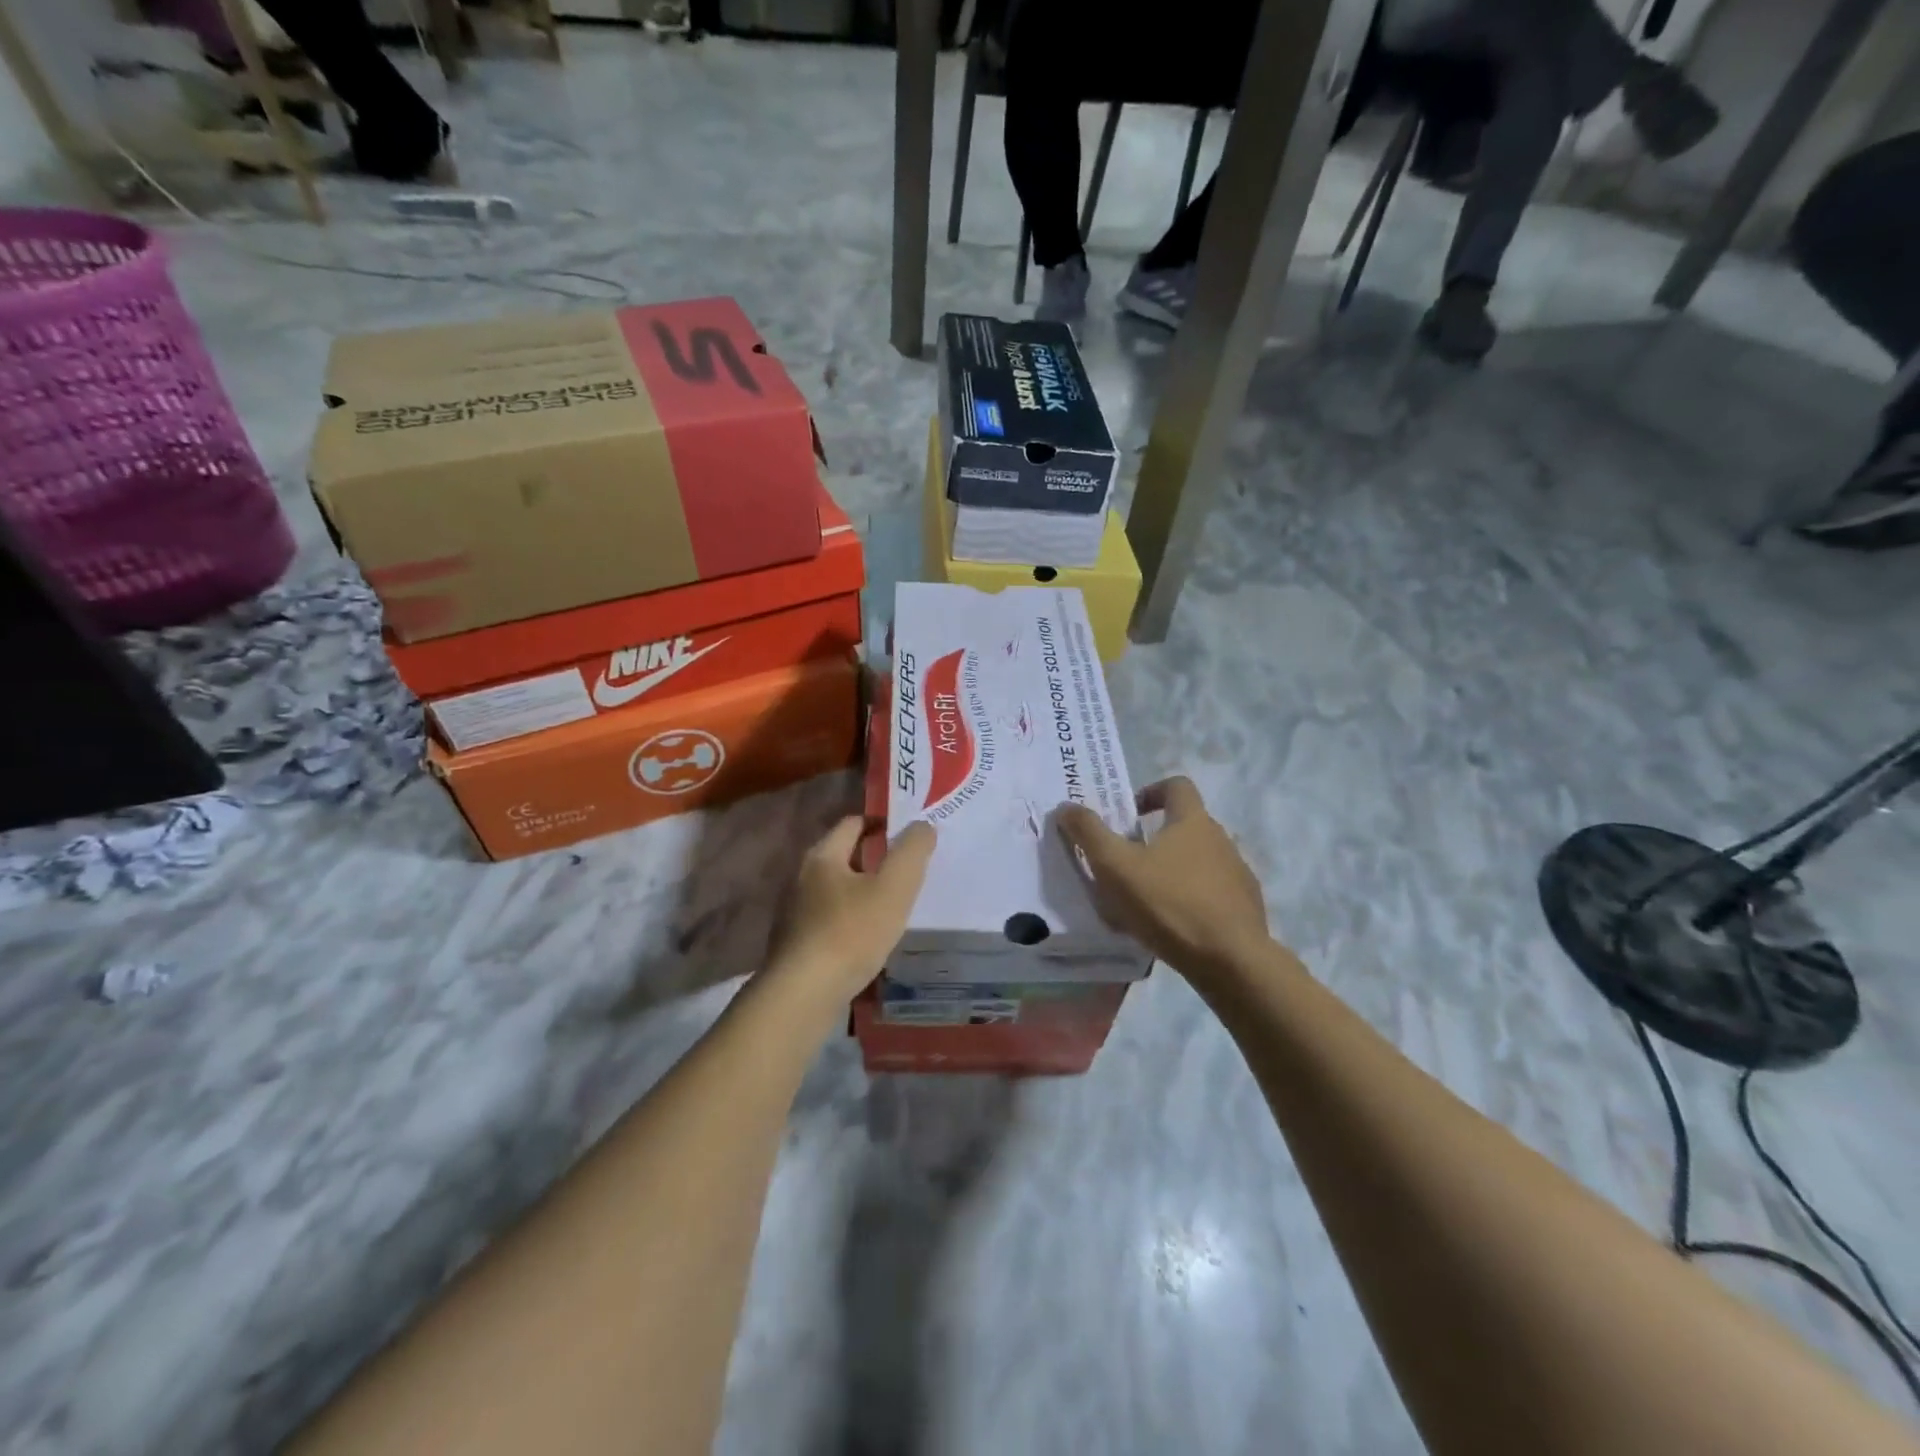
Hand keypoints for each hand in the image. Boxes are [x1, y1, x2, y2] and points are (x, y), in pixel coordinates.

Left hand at [768, 817, 935, 1000]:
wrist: (803, 995)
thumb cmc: (851, 933)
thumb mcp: (894, 888)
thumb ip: (911, 852)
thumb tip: (922, 826)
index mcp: (823, 856)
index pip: (853, 823)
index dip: (881, 824)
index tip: (908, 835)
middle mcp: (802, 877)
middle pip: (842, 856)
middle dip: (873, 859)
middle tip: (906, 871)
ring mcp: (795, 913)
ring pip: (835, 891)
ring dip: (861, 893)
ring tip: (892, 907)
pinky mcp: (796, 944)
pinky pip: (829, 921)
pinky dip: (850, 921)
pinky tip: (868, 940)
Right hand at [1058, 777, 1271, 984]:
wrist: (1231, 961)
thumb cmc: (1169, 903)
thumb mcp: (1115, 866)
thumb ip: (1089, 833)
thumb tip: (1066, 806)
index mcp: (1192, 821)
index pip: (1176, 785)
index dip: (1150, 792)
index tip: (1129, 815)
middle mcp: (1221, 839)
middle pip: (1186, 825)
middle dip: (1155, 839)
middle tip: (1126, 863)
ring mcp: (1238, 874)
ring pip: (1198, 862)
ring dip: (1172, 871)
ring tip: (1145, 901)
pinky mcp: (1245, 908)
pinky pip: (1212, 894)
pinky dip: (1191, 900)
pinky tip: (1172, 926)